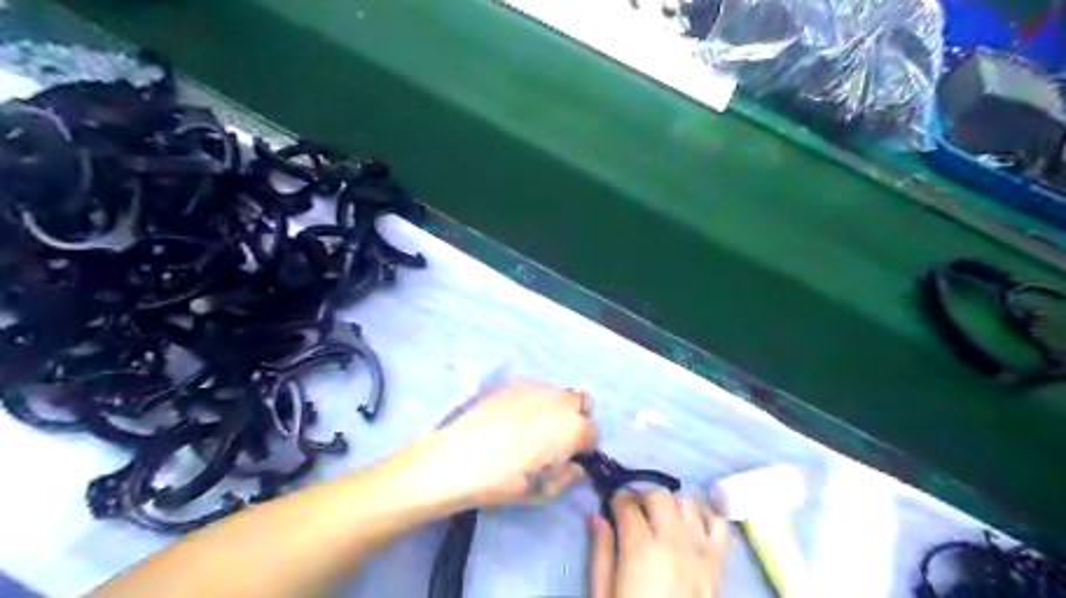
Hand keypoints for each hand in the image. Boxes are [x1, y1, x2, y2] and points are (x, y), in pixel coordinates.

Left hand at [417, 383, 598, 509]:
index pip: (592, 433)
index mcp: (571, 428)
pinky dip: (536, 401)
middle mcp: (558, 401)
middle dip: (576, 420)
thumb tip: (576, 468)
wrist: (455, 459)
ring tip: (535, 427)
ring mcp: (534, 388)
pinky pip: (536, 389)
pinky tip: (516, 418)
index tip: (571, 458)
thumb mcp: (540, 492)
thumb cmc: (502, 482)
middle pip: (582, 403)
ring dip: (557, 408)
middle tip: (558, 440)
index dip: (584, 447)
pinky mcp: (513, 383)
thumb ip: (566, 478)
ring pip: (559, 392)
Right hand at [592, 490, 732, 596]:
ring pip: (688, 501)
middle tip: (636, 512)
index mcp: (641, 549)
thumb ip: (601, 552)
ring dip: (672, 504)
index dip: (617, 500)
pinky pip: (720, 522)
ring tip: (663, 519)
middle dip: (643, 497)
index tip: (613, 506)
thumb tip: (597, 517)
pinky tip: (692, 525)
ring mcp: (701, 548)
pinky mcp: (720, 561)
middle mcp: (673, 540)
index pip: (627, 504)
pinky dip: (706, 515)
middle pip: (659, 495)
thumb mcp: (605, 594)